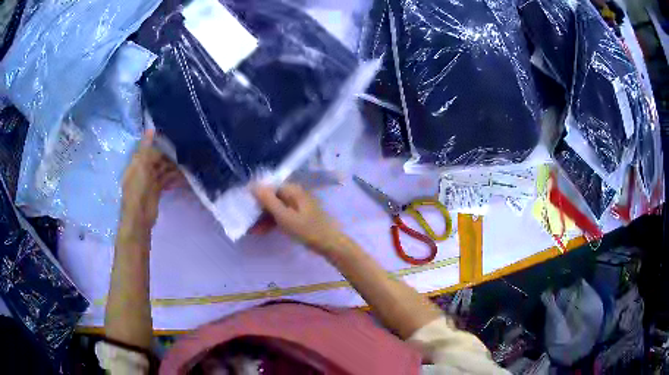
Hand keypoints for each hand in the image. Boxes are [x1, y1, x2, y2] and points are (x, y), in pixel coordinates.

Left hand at [118, 130, 181, 244]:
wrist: (139, 218)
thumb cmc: (137, 190)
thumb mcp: (140, 165)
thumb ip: (145, 147)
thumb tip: (151, 128)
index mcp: (136, 163)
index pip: (150, 151)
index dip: (161, 147)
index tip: (175, 142)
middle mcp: (143, 170)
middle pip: (157, 160)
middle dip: (169, 157)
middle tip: (185, 154)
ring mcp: (150, 182)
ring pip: (163, 171)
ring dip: (173, 168)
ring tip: (187, 166)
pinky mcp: (156, 191)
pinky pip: (166, 181)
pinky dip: (173, 179)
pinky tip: (183, 178)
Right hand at [252, 184, 346, 256]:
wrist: (330, 244)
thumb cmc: (307, 230)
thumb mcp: (284, 216)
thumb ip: (268, 201)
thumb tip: (254, 185)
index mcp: (292, 190)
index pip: (269, 187)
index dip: (255, 195)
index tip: (243, 205)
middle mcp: (295, 194)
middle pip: (272, 197)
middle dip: (258, 209)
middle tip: (246, 221)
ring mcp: (298, 205)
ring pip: (276, 208)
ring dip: (264, 218)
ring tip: (252, 230)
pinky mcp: (300, 215)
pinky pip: (282, 215)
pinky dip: (273, 222)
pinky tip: (262, 231)